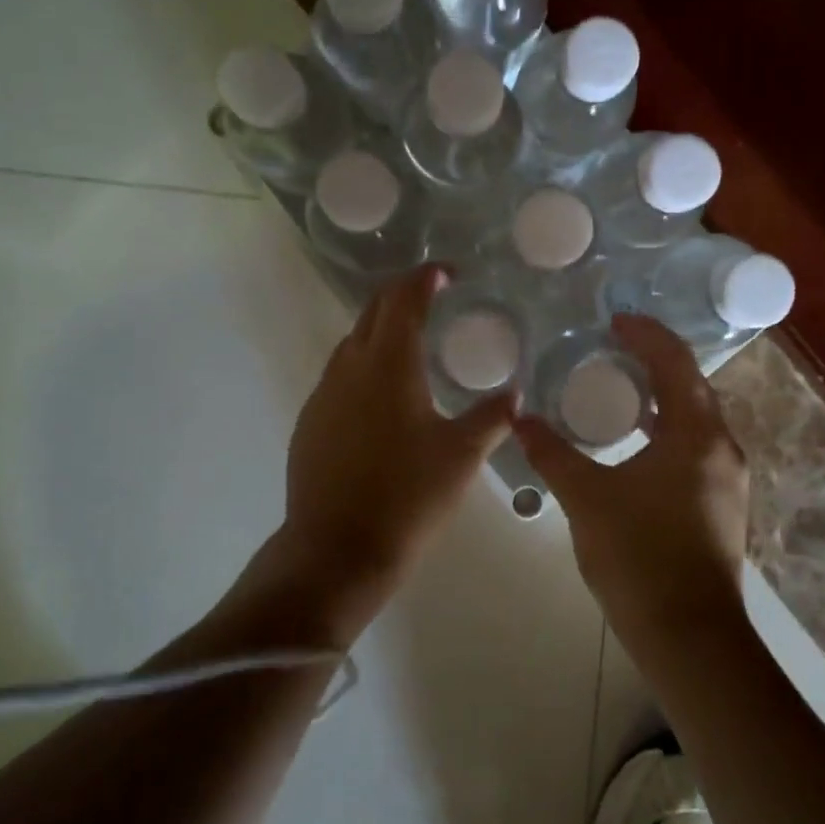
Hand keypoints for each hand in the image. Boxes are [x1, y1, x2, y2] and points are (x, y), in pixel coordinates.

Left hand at [271, 265, 516, 641]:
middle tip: (432, 296)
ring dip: (381, 330)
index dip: (424, 278)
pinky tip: (382, 395)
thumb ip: (491, 418)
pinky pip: (340, 376)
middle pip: (372, 312)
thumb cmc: (407, 497)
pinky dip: (364, 365)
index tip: (446, 273)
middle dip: (402, 295)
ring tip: (412, 343)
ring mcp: (323, 395)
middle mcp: (349, 368)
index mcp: (388, 365)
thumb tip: (514, 395)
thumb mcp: (461, 456)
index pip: (403, 300)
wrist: (336, 550)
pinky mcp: (310, 422)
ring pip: (352, 343)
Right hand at [515, 315, 749, 645]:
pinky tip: (636, 444)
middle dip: (655, 361)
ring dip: (663, 397)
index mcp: (696, 434)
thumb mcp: (587, 498)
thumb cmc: (639, 556)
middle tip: (612, 349)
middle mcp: (723, 448)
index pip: (676, 363)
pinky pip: (696, 446)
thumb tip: (521, 419)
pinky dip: (668, 429)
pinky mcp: (723, 505)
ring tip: (620, 390)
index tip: (614, 321)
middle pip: (692, 386)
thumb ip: (552, 453)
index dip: (646, 334)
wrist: (690, 638)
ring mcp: (728, 479)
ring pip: (696, 419)